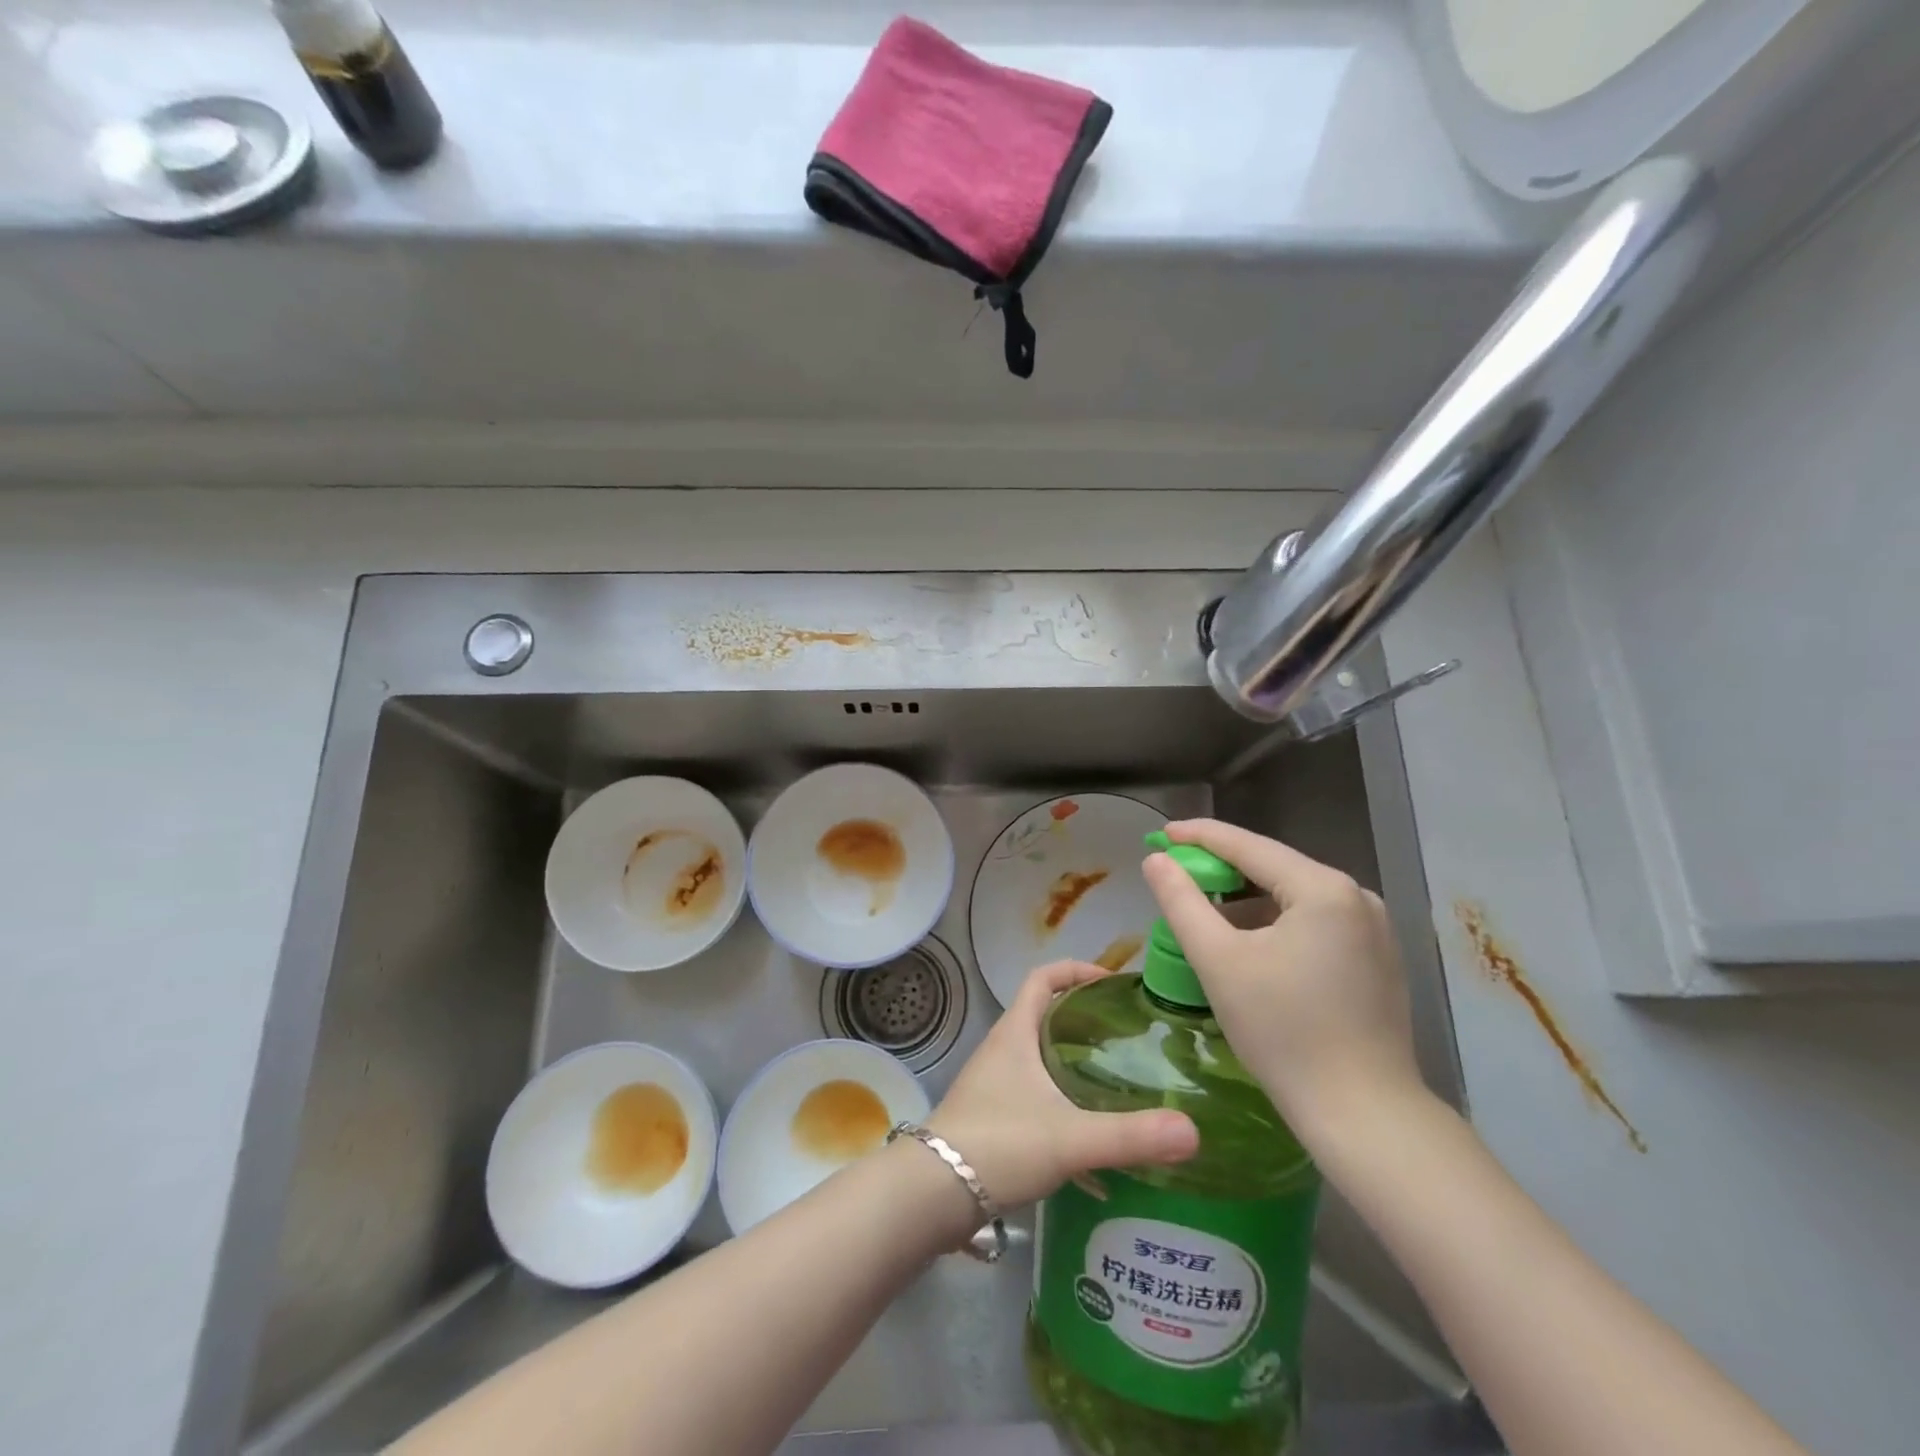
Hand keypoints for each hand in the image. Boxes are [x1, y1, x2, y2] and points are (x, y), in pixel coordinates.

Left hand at [926, 961, 1198, 1207]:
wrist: (933, 1194)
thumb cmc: (999, 1144)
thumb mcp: (1070, 1138)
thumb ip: (1131, 1136)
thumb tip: (1193, 1131)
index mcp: (1015, 1033)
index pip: (1043, 977)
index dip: (1076, 970)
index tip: (1113, 983)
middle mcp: (1002, 1050)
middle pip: (1045, 1015)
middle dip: (1084, 1020)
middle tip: (1128, 1037)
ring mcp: (993, 1084)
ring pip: (1040, 1059)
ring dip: (1074, 1064)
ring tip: (1118, 1083)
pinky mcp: (992, 1119)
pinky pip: (1035, 1097)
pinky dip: (1063, 1107)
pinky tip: (1091, 1145)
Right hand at [1141, 819, 1423, 1136]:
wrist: (1363, 1116)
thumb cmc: (1283, 1033)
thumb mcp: (1218, 961)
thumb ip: (1181, 901)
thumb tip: (1156, 859)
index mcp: (1323, 889)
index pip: (1248, 846)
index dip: (1199, 836)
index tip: (1161, 833)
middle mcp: (1357, 897)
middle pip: (1274, 868)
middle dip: (1223, 870)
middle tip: (1177, 875)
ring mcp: (1374, 928)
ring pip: (1294, 897)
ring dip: (1249, 901)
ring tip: (1207, 915)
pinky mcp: (1378, 959)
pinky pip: (1315, 922)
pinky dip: (1277, 924)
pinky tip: (1252, 947)